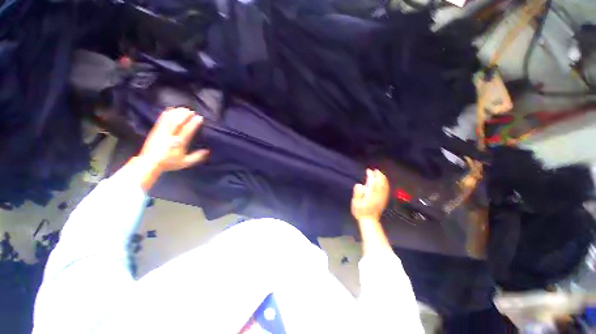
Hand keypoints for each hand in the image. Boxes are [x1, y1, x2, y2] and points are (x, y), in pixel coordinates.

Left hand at [138, 107, 208, 172]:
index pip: (187, 130)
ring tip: (183, 108)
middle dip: (185, 115)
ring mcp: (161, 132)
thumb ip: (197, 156)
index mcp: (178, 143)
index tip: (199, 117)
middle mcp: (170, 135)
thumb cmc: (169, 162)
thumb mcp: (185, 162)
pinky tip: (171, 109)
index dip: (194, 123)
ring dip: (177, 113)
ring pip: (169, 119)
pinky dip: (167, 113)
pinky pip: (161, 119)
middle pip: (178, 122)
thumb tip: (207, 151)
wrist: (149, 162)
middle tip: (192, 111)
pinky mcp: (155, 130)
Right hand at [351, 169, 389, 221]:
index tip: (368, 170)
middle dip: (378, 175)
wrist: (369, 219)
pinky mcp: (384, 200)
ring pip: (384, 185)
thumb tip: (359, 185)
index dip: (371, 175)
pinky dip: (385, 184)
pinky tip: (384, 182)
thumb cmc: (360, 211)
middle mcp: (378, 194)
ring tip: (380, 174)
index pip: (372, 182)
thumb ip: (357, 192)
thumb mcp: (355, 202)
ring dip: (382, 179)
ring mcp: (382, 197)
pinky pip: (386, 190)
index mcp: (370, 194)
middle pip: (380, 182)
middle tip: (375, 170)